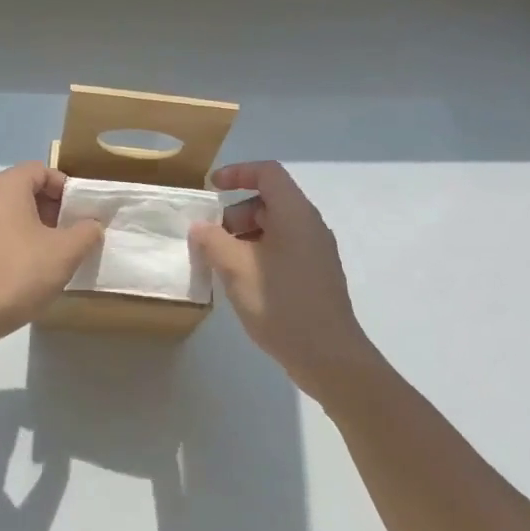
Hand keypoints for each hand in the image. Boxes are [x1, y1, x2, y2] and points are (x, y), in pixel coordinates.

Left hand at [0, 163, 102, 340]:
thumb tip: (91, 225)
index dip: (66, 188)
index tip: (82, 213)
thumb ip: (86, 232)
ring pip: (10, 216)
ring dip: (35, 230)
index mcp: (4, 187)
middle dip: (52, 210)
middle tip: (72, 236)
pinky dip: (15, 245)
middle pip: (24, 191)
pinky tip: (28, 273)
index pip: (41, 170)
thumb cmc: (19, 272)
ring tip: (54, 256)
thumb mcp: (66, 252)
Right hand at [190, 162, 382, 393]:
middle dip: (234, 214)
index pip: (267, 173)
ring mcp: (315, 251)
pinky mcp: (315, 274)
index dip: (237, 173)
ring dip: (243, 238)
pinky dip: (257, 254)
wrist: (328, 357)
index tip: (210, 188)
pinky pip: (282, 249)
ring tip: (221, 265)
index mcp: (295, 214)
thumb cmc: (281, 304)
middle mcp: (310, 225)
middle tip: (211, 241)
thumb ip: (212, 241)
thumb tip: (201, 227)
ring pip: (273, 228)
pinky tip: (241, 282)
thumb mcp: (236, 269)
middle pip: (268, 201)